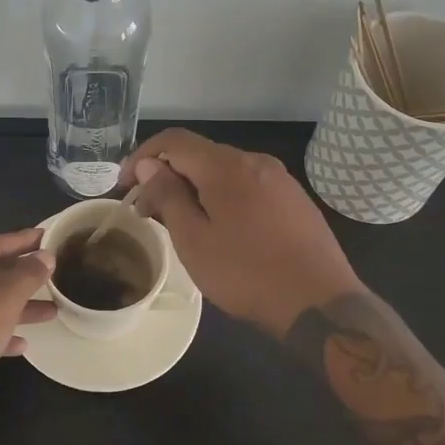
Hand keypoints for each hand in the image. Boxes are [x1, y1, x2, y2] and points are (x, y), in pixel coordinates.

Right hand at [120, 130, 362, 336]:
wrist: (320, 303)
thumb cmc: (247, 274)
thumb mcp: (194, 240)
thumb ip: (168, 195)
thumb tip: (150, 165)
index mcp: (226, 166)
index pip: (173, 141)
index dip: (142, 157)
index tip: (125, 187)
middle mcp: (254, 161)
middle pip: (199, 155)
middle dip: (166, 177)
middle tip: (146, 214)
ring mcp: (279, 179)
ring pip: (223, 172)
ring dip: (193, 189)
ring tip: (179, 224)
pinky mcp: (293, 199)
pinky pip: (246, 186)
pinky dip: (221, 197)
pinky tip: (218, 229)